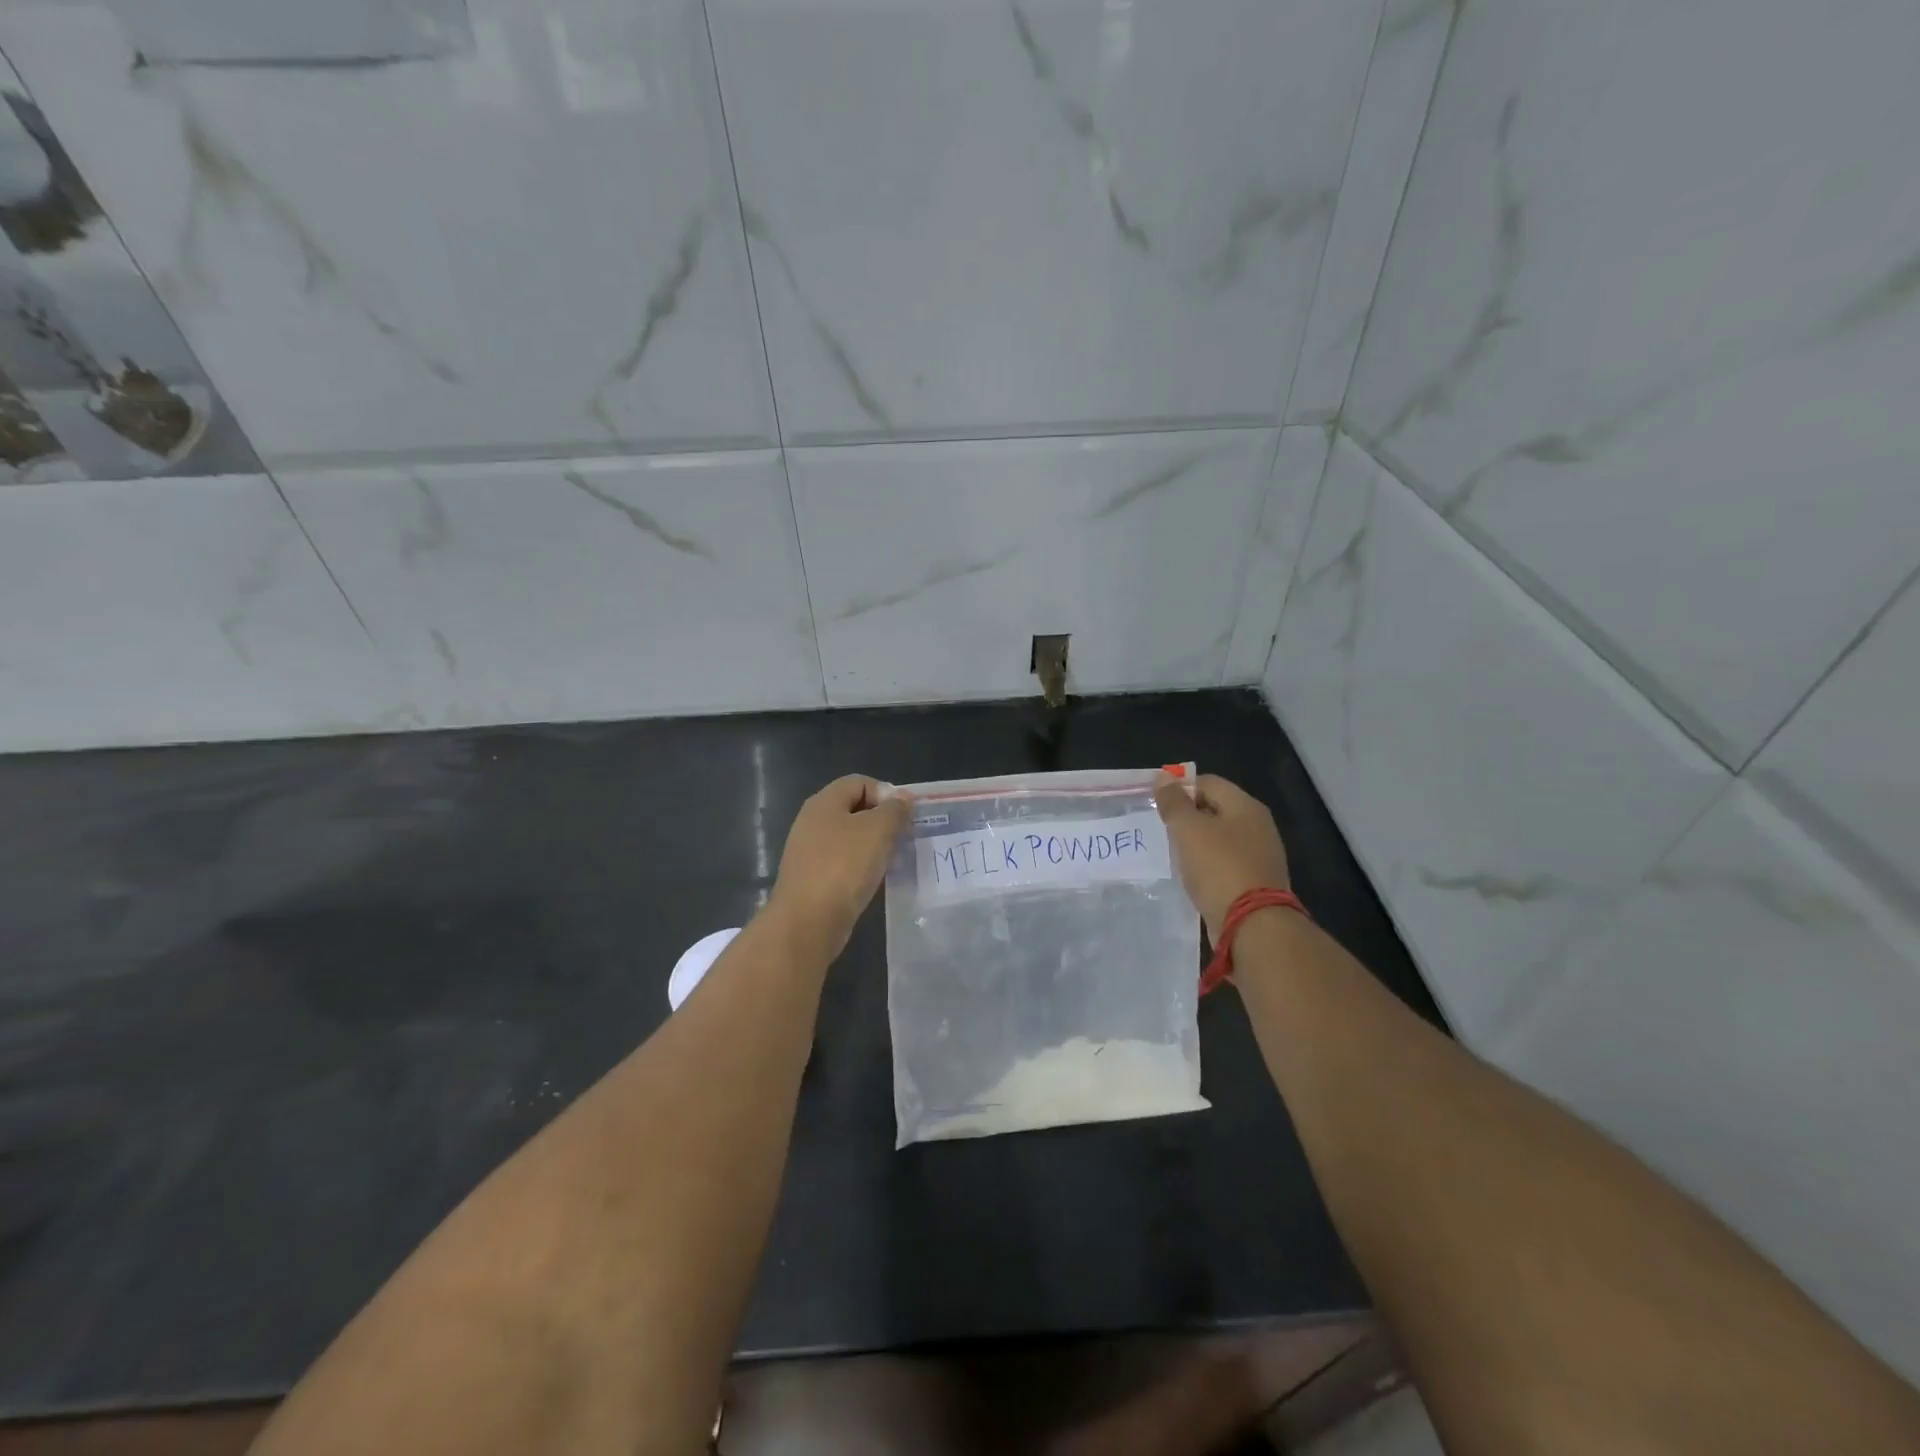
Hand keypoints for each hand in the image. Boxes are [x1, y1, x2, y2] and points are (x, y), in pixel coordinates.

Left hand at [767, 775, 911, 955]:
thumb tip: (903, 798)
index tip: (905, 816)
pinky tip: (875, 880)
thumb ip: (894, 810)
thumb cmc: (844, 867)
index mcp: (824, 802)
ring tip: (894, 860)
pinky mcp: (812, 878)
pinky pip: (843, 862)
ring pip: (850, 838)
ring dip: (874, 845)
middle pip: (854, 809)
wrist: (808, 922)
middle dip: (883, 820)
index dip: (886, 793)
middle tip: (904, 838)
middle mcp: (813, 821)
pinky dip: (861, 867)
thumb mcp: (878, 831)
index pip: (860, 782)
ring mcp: (809, 851)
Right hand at [1154, 774, 1290, 941]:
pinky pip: (1225, 863)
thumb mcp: (1188, 830)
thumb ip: (1174, 802)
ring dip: (1196, 843)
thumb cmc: (1218, 868)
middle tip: (1162, 831)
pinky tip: (1193, 877)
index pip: (1208, 783)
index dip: (1180, 789)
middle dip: (1187, 817)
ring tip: (1174, 855)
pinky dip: (1208, 865)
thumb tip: (1163, 777)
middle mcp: (1258, 826)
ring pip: (1220, 838)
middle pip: (1215, 809)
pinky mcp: (1256, 882)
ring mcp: (1260, 855)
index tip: (1157, 807)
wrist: (1253, 925)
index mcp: (1245, 806)